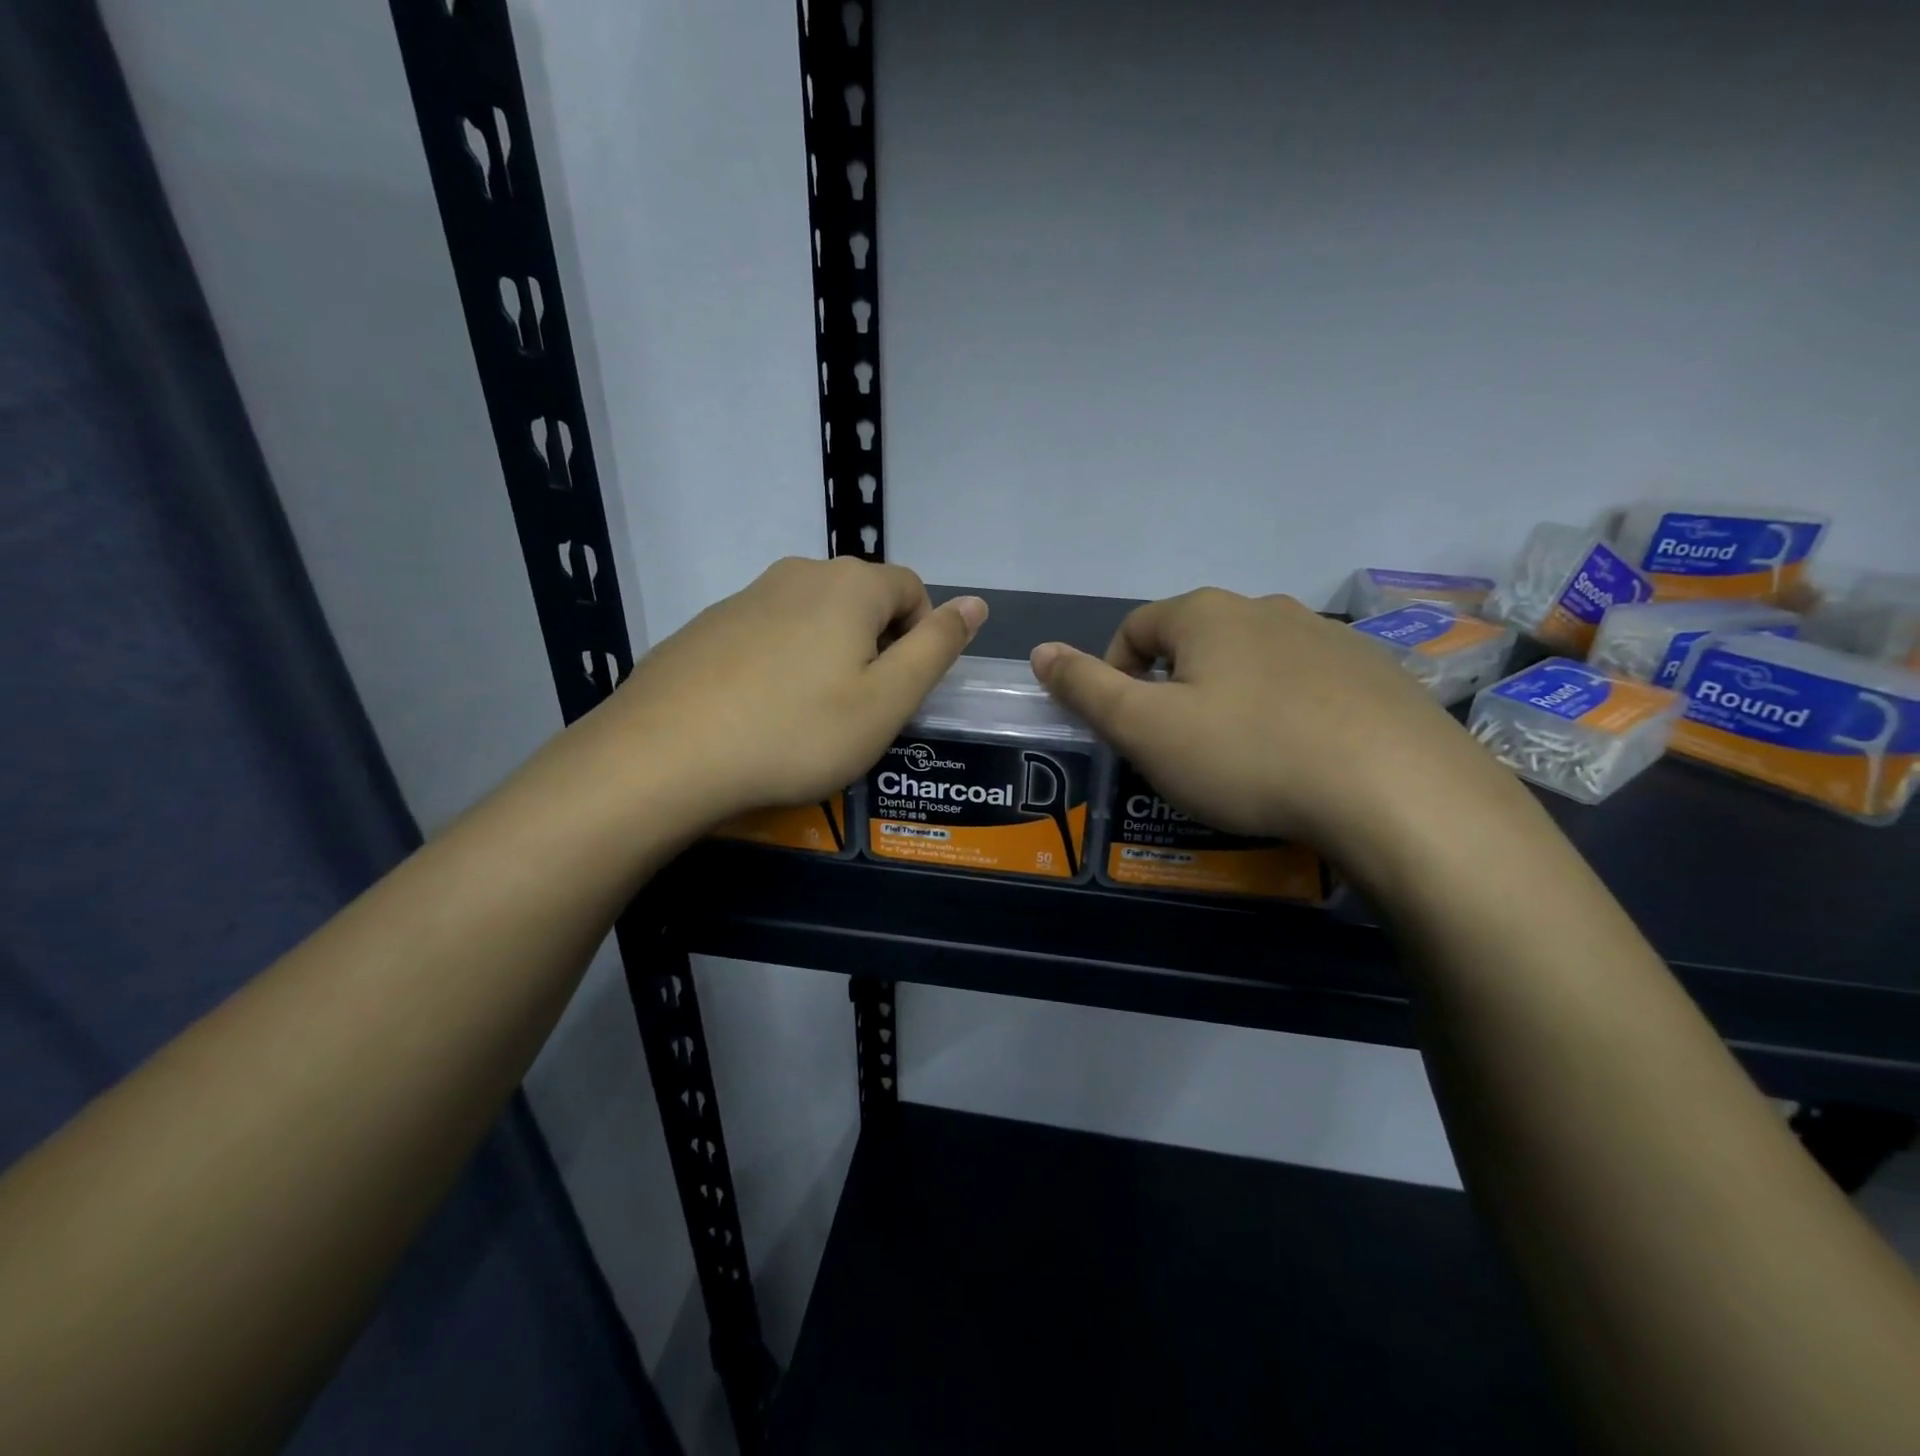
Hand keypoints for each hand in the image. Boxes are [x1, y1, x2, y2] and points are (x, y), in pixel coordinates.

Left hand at [589, 557, 985, 826]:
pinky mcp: (707, 625)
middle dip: (875, 646)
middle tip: (859, 710)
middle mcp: (799, 573)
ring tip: (808, 716)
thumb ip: (937, 648)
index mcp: (850, 585)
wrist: (664, 756)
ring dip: (828, 655)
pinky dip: (781, 663)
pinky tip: (760, 712)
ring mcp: (746, 596)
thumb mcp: (886, 701)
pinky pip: (768, 633)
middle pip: (862, 599)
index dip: (921, 638)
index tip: (899, 692)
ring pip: (813, 617)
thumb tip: (976, 602)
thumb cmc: (796, 732)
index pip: (912, 589)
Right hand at [1029, 588, 1515, 868]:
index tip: (1125, 725)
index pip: (1135, 627)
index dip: (1114, 672)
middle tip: (1178, 748)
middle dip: (1174, 688)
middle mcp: (1266, 608)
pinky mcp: (1375, 672)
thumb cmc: (1247, 754)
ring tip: (1240, 756)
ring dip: (1231, 698)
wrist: (1396, 790)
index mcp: (1206, 614)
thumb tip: (1040, 650)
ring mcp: (1328, 636)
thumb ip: (1086, 687)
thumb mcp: (1145, 729)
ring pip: (1254, 661)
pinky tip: (1300, 757)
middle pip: (1196, 641)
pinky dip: (1287, 711)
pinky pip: (1307, 684)